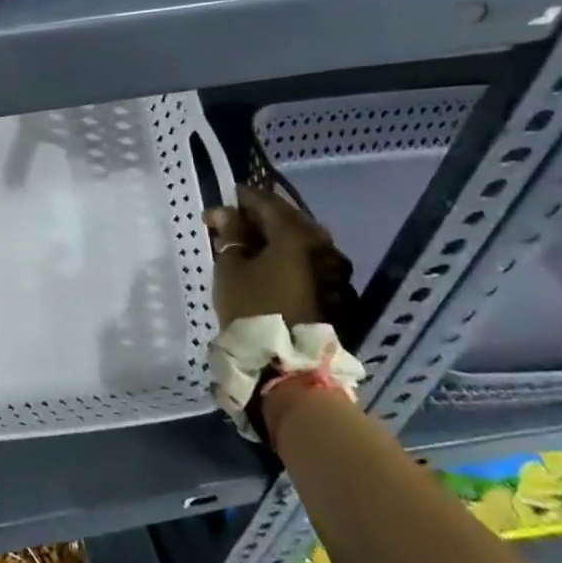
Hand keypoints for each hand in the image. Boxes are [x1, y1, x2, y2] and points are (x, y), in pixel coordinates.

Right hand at [205, 185, 352, 328]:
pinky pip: (309, 262)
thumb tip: (224, 211)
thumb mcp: (230, 267)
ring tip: (251, 245)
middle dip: (261, 217)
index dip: (244, 197)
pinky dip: (290, 257)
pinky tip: (271, 266)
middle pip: (289, 219)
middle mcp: (323, 246)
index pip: (267, 202)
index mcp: (296, 234)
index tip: (225, 197)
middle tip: (235, 222)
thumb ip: (229, 233)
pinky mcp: (337, 294)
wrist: (290, 365)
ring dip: (277, 238)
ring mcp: (335, 271)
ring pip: (302, 242)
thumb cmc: (253, 308)